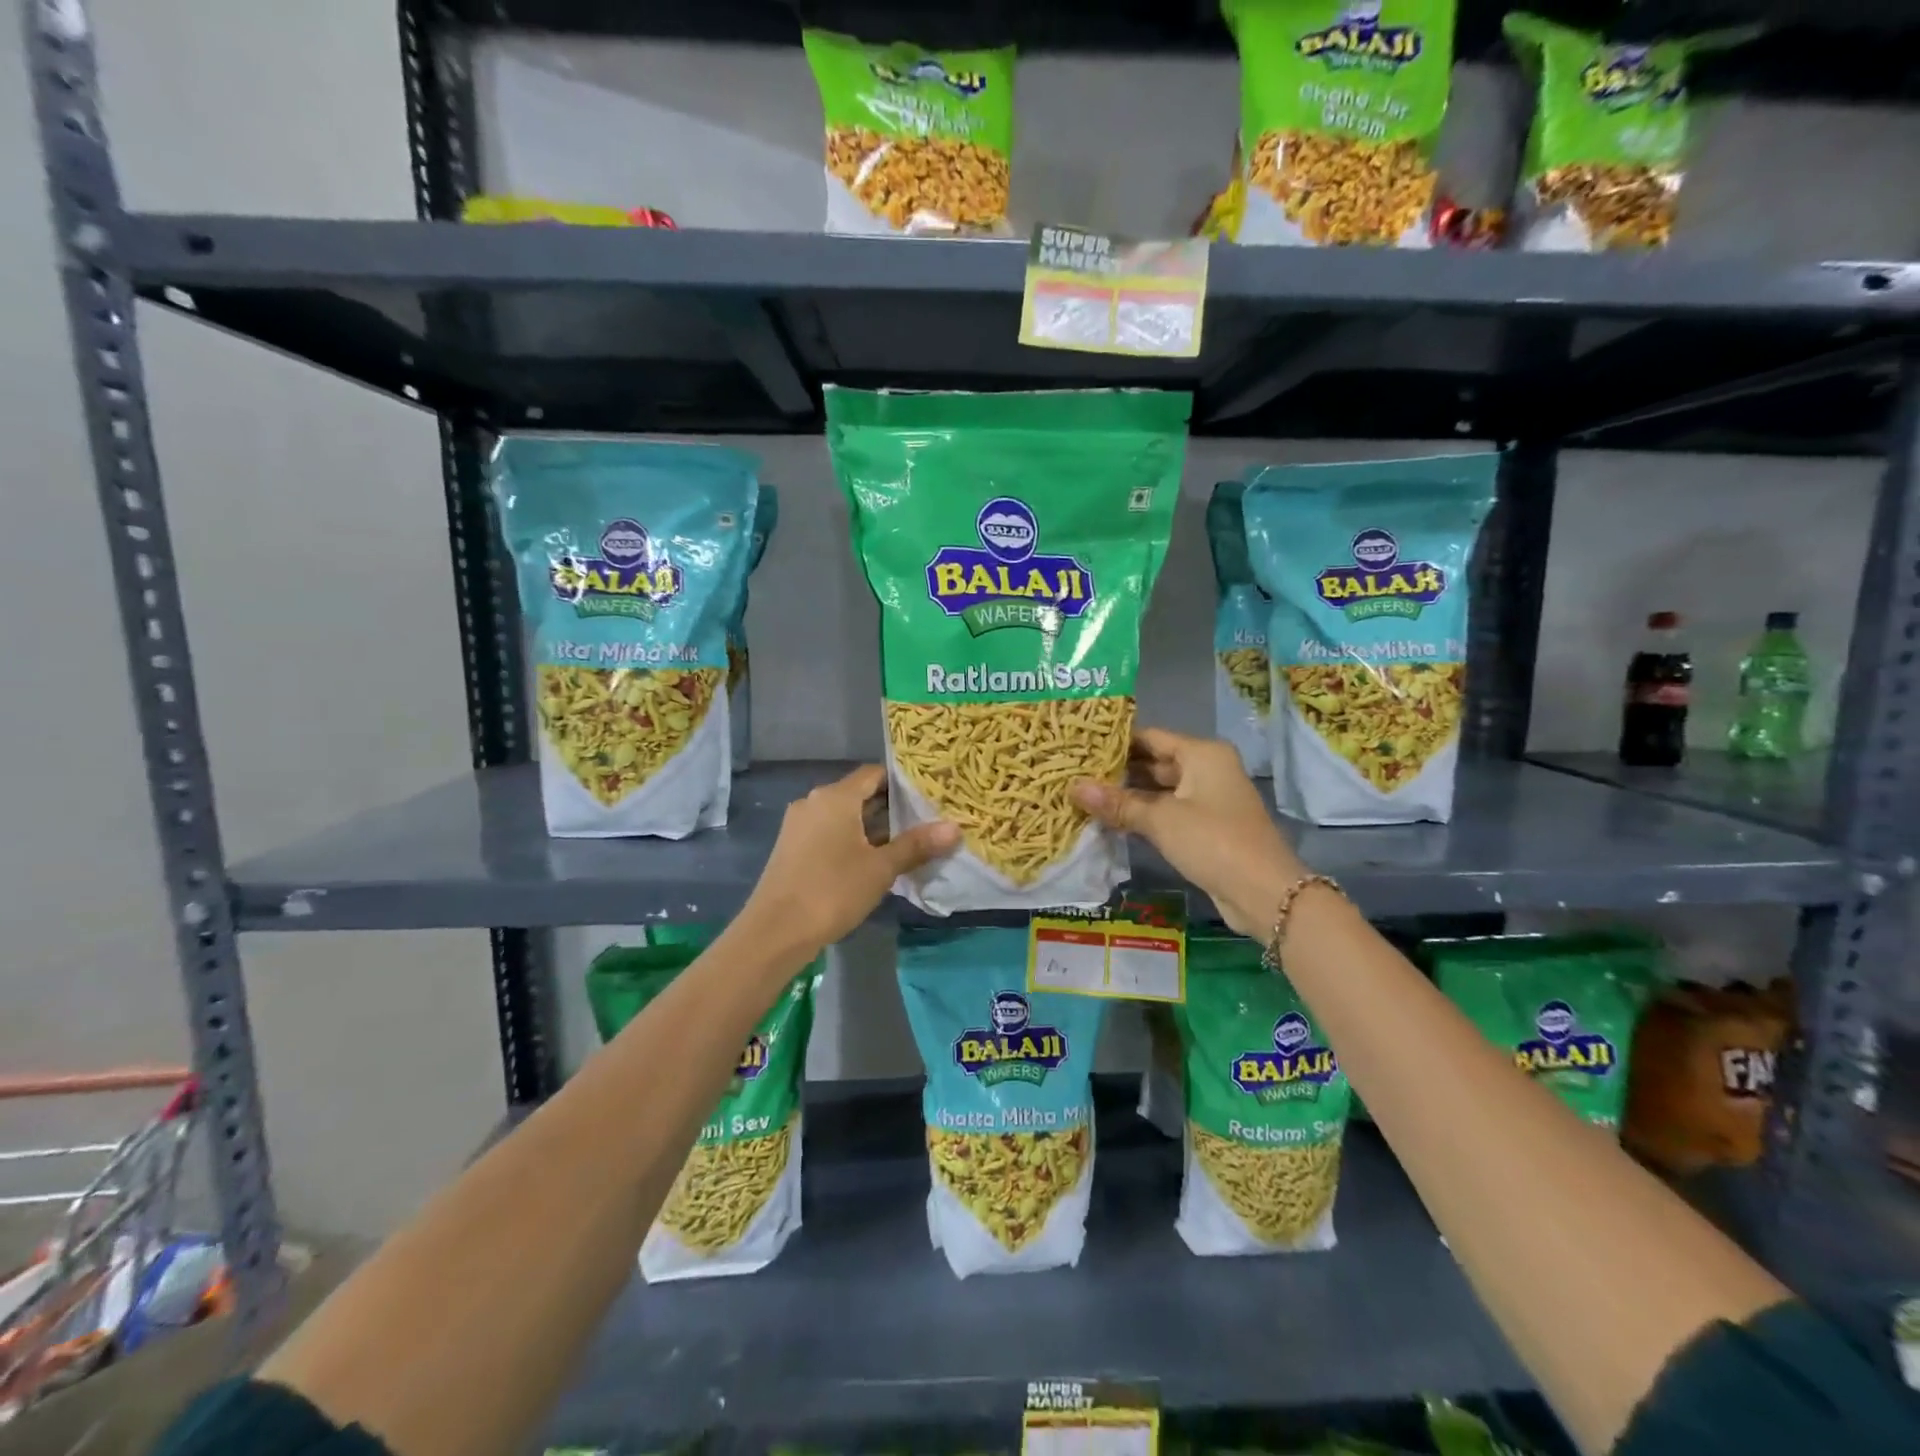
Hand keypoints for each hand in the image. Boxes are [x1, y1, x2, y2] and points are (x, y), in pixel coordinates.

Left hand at [741, 765, 958, 954]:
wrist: (775, 931)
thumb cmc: (832, 890)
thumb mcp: (881, 869)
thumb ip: (916, 845)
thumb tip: (954, 828)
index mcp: (835, 797)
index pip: (874, 774)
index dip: (901, 782)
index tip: (927, 795)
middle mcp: (814, 801)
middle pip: (858, 793)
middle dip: (889, 807)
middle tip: (923, 820)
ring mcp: (798, 824)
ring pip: (843, 815)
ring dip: (870, 826)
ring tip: (904, 842)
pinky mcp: (791, 846)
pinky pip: (827, 831)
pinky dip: (850, 838)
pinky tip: (870, 860)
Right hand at [1071, 728, 1304, 940]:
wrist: (1264, 893)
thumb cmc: (1212, 841)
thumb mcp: (1160, 820)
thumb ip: (1117, 802)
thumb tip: (1073, 787)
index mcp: (1202, 753)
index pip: (1150, 737)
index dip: (1114, 742)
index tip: (1080, 747)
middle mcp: (1207, 769)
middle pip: (1154, 762)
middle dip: (1117, 771)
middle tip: (1074, 772)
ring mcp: (1208, 799)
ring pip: (1159, 790)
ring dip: (1127, 795)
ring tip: (1083, 795)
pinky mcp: (1206, 827)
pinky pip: (1167, 812)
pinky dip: (1142, 815)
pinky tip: (1109, 820)